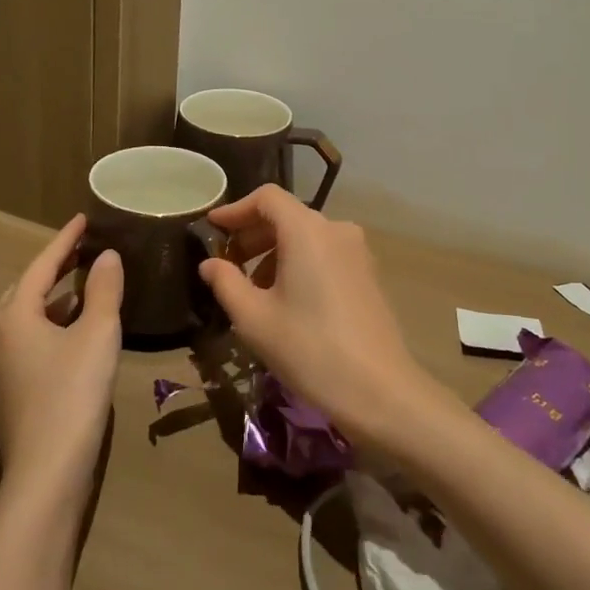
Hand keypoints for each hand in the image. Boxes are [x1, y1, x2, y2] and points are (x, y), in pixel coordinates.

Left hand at [0, 215, 123, 503]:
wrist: (45, 478)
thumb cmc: (72, 395)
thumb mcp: (97, 334)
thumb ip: (103, 290)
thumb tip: (106, 256)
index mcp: (13, 316)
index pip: (41, 265)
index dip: (65, 240)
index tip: (84, 218)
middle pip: (27, 289)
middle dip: (55, 267)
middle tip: (83, 250)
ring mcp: (0, 368)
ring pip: (28, 318)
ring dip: (55, 298)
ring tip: (85, 285)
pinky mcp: (11, 393)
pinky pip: (30, 341)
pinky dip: (53, 325)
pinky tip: (76, 333)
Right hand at [198, 185, 429, 449]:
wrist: (379, 391)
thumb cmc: (309, 349)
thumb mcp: (254, 318)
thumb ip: (226, 282)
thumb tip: (210, 264)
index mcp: (307, 230)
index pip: (266, 198)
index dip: (235, 209)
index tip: (212, 228)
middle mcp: (335, 229)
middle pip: (286, 215)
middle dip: (252, 235)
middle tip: (226, 263)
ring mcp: (357, 251)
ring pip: (306, 236)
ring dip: (274, 252)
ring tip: (253, 290)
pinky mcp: (368, 274)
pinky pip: (324, 254)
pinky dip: (299, 263)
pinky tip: (286, 300)